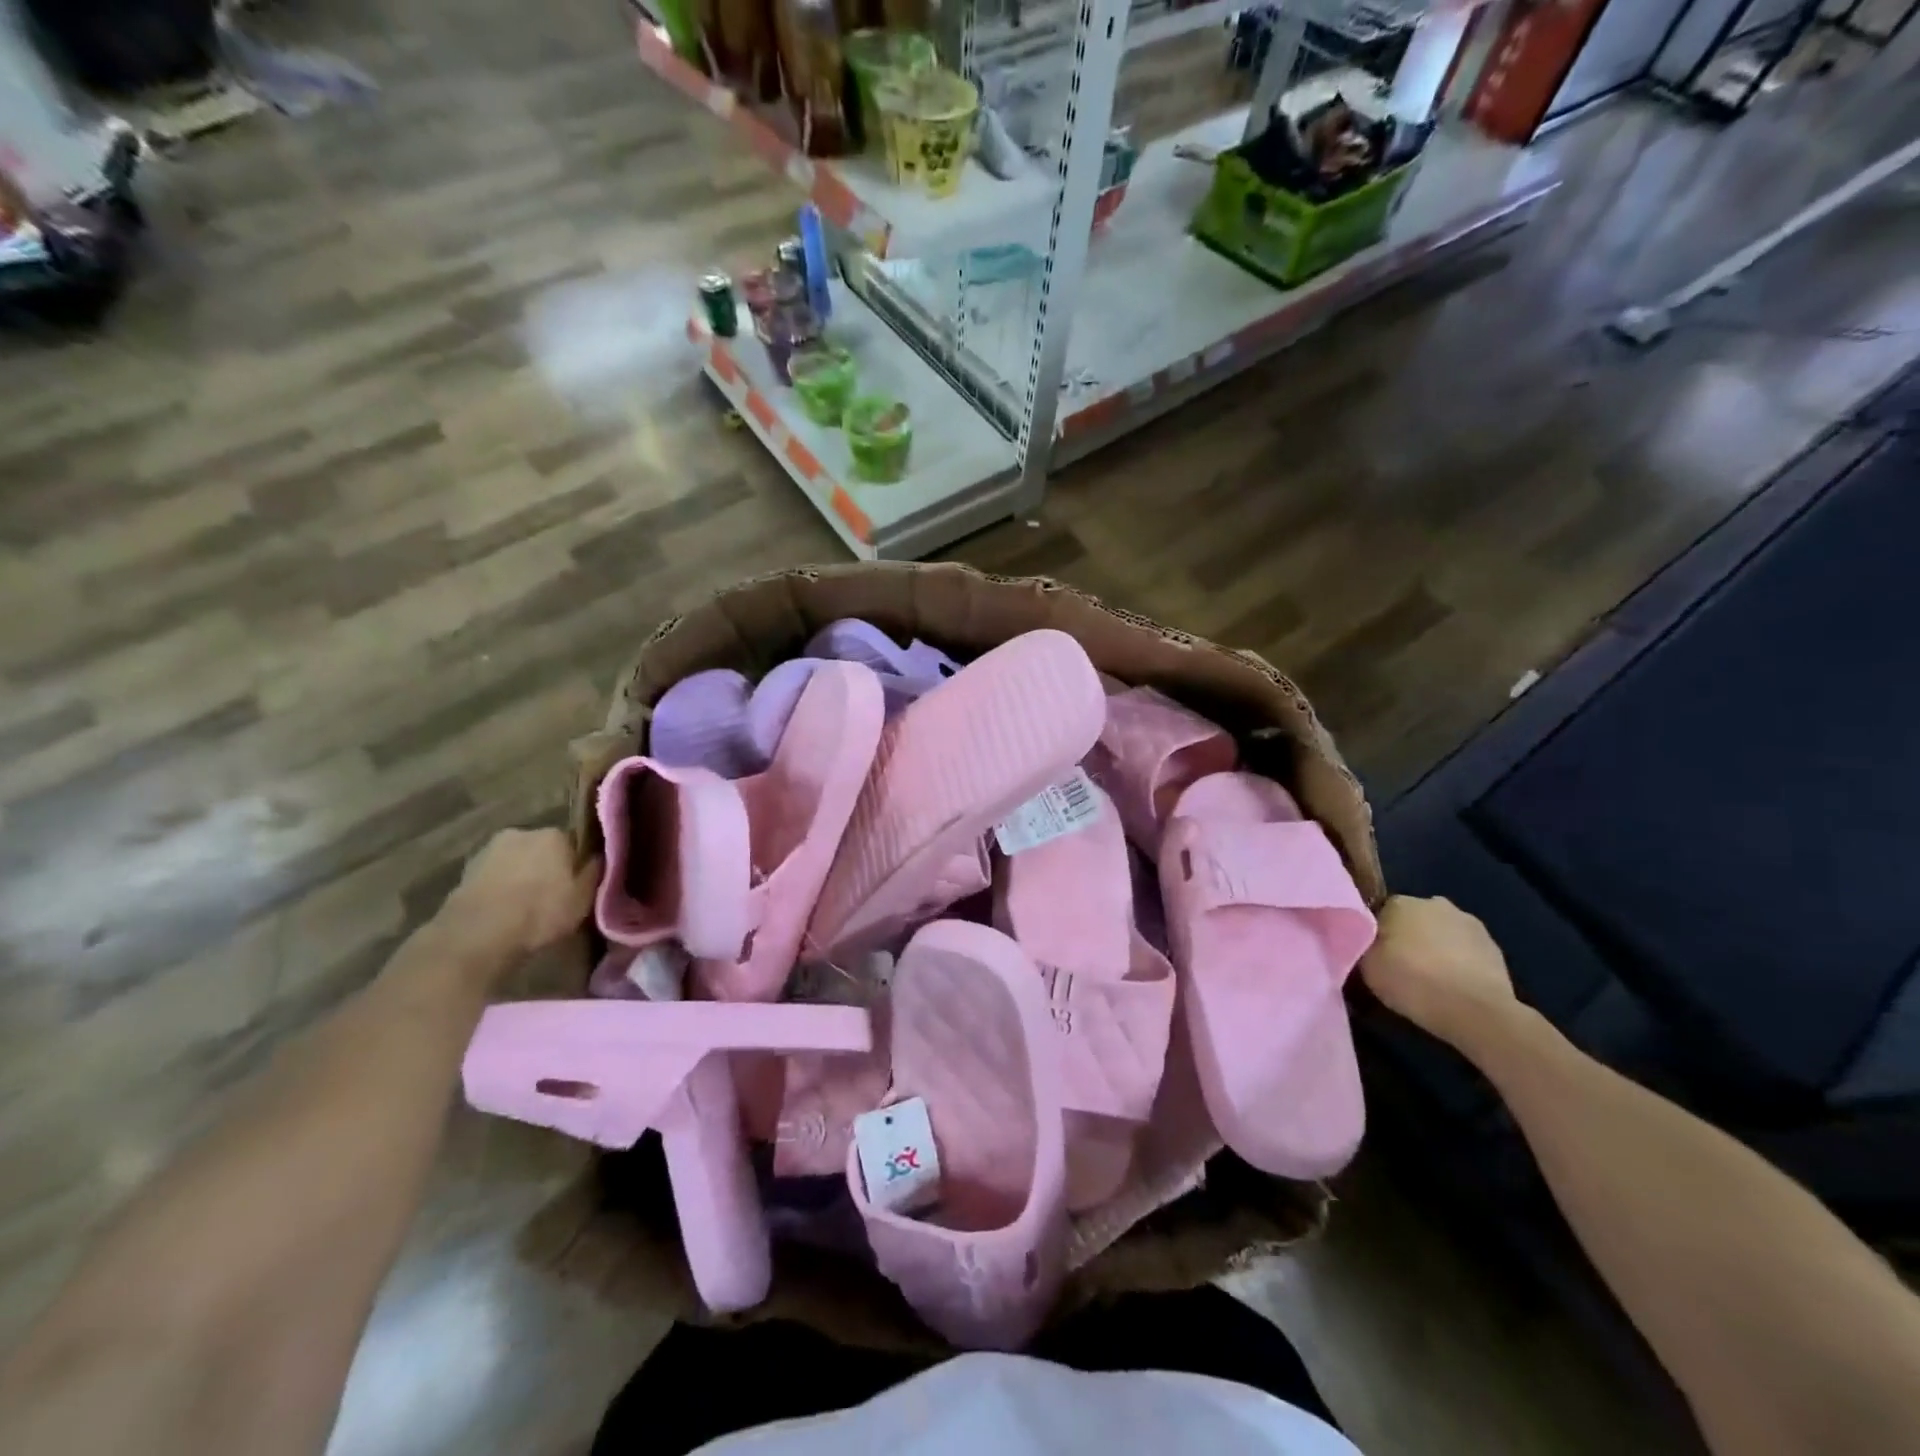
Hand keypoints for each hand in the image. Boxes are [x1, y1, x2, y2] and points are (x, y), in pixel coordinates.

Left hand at [443, 828, 598, 958]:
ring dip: (520, 876)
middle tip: (551, 895)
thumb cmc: (540, 913)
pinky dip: (499, 887)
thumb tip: (599, 856)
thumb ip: (594, 873)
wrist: (477, 934)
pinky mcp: (465, 870)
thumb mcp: (583, 898)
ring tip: (524, 905)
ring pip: (515, 861)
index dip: (576, 865)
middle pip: (542, 849)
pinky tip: (502, 910)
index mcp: (555, 835)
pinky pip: (493, 876)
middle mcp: (522, 833)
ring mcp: (489, 850)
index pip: (574, 843)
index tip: (576, 884)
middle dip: (546, 866)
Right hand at [1359, 896, 1517, 1046]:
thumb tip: (1361, 939)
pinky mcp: (1494, 947)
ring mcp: (1469, 923)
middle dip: (1406, 937)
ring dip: (1434, 948)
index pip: (1378, 913)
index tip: (1372, 957)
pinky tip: (1453, 986)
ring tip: (1429, 980)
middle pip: (1411, 920)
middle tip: (1399, 967)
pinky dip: (1457, 963)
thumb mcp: (1365, 966)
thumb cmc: (1413, 982)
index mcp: (1400, 902)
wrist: (1477, 1012)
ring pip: (1440, 933)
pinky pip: (1464, 951)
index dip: (1374, 935)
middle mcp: (1434, 903)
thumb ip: (1360, 945)